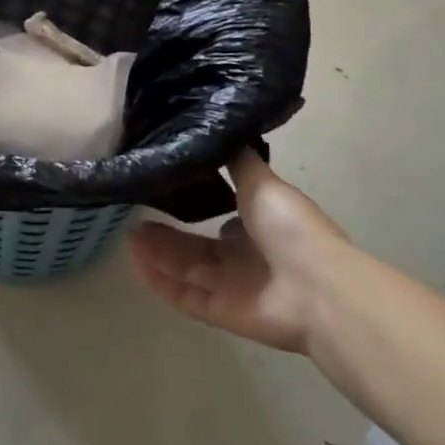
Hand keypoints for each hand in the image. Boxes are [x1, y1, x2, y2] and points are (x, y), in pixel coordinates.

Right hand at [129, 149, 350, 353]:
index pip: (221, 217)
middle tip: (133, 217)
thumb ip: (236, 161)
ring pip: (186, 269)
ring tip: (128, 236)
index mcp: (259, 226)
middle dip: (165, 233)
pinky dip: (160, 283)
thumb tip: (217, 131)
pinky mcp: (221, 313)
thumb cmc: (291, 229)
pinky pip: (184, 297)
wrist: (316, 289)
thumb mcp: (262, 182)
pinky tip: (136, 265)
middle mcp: (245, 257)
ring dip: (157, 254)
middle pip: (196, 246)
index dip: (193, 206)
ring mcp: (232, 288)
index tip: (162, 190)